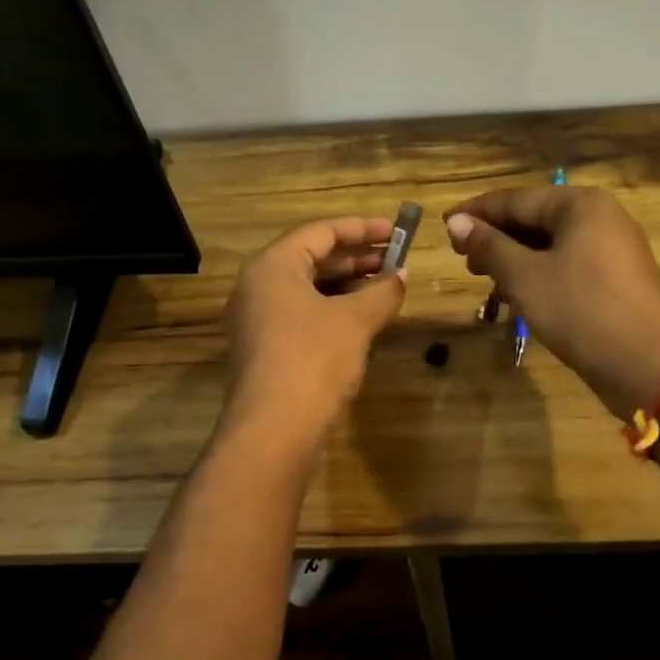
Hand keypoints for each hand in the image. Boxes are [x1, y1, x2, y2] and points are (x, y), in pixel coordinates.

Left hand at [223, 216, 407, 444]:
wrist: (274, 430)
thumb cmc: (313, 359)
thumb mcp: (355, 320)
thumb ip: (382, 291)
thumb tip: (401, 276)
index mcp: (272, 266)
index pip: (321, 231)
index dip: (362, 229)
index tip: (396, 231)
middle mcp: (258, 286)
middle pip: (312, 258)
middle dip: (357, 258)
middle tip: (397, 260)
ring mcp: (258, 320)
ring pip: (309, 289)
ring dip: (348, 286)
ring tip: (387, 288)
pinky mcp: (266, 349)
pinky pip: (303, 315)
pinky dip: (334, 310)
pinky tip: (364, 320)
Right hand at [445, 187, 659, 414]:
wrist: (648, 366)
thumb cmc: (581, 311)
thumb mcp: (526, 277)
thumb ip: (490, 246)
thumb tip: (457, 222)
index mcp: (580, 205)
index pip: (516, 199)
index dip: (476, 213)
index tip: (444, 226)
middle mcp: (601, 218)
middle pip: (535, 219)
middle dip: (496, 238)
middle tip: (462, 260)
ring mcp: (614, 249)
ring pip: (551, 245)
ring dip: (515, 260)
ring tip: (485, 280)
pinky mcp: (617, 280)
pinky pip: (568, 265)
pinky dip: (540, 275)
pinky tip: (518, 297)